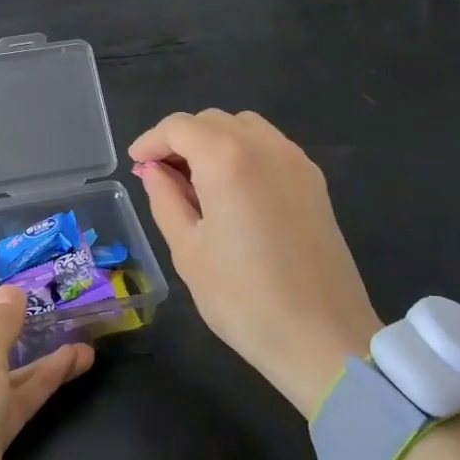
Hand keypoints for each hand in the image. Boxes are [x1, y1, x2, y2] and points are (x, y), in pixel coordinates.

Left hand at [0, 260, 92, 459]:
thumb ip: (2, 323)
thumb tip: (13, 291)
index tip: (16, 257)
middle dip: (21, 310)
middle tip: (62, 290)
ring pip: (9, 361)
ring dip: (42, 345)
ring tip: (83, 323)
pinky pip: (20, 394)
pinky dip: (46, 378)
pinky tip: (79, 361)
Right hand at [129, 110, 380, 416]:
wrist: (323, 339)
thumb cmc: (244, 300)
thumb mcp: (188, 250)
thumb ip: (165, 199)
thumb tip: (154, 170)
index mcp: (227, 160)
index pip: (179, 127)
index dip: (151, 141)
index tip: (135, 165)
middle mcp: (265, 147)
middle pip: (212, 120)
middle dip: (180, 139)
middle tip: (160, 176)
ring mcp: (296, 162)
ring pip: (244, 127)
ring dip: (213, 141)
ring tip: (195, 181)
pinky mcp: (315, 182)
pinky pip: (270, 147)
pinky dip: (242, 153)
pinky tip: (232, 191)